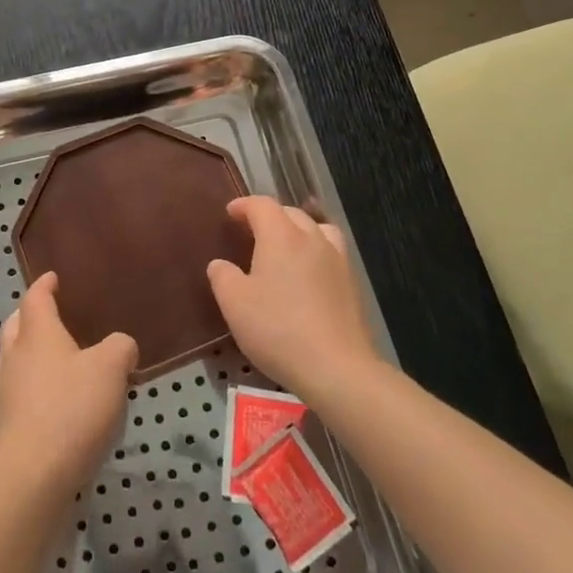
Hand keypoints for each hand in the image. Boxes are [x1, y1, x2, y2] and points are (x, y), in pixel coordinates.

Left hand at [0, 272, 136, 500]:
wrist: (35, 474)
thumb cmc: (72, 408)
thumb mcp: (111, 368)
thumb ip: (120, 347)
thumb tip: (120, 346)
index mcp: (37, 333)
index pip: (36, 298)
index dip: (44, 285)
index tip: (53, 278)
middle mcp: (15, 355)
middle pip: (16, 324)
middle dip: (30, 315)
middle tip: (51, 314)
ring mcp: (7, 390)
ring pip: (12, 357)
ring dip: (27, 350)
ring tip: (53, 356)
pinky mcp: (8, 422)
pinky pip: (18, 388)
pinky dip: (31, 382)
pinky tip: (53, 396)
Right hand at [207, 196, 382, 398]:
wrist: (336, 367)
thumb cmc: (277, 328)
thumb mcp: (234, 303)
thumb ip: (223, 276)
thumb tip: (220, 264)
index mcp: (281, 236)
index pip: (262, 205)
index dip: (244, 205)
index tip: (230, 213)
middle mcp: (312, 239)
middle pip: (291, 213)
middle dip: (270, 216)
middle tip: (252, 231)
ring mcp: (337, 260)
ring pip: (318, 230)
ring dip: (299, 230)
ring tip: (286, 247)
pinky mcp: (352, 285)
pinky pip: (331, 254)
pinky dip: (316, 253)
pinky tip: (307, 277)